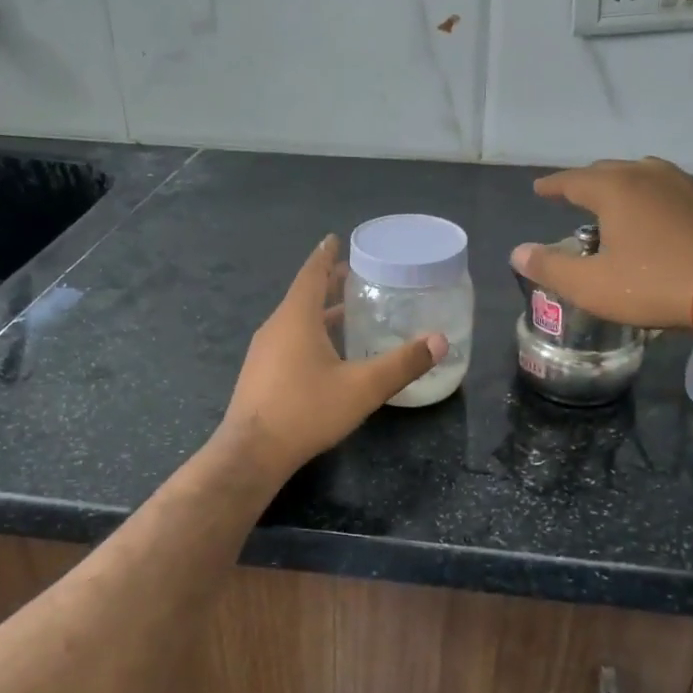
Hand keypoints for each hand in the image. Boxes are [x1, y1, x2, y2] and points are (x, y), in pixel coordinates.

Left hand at [222, 235, 447, 478]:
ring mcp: (264, 351)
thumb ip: (402, 363)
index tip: (335, 238)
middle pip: (304, 294)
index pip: (312, 274)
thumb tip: (440, 340)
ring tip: (347, 311)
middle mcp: (276, 327)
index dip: (326, 255)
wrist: (252, 453)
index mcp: (296, 318)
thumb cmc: (306, 410)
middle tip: (355, 275)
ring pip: (295, 319)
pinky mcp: (261, 373)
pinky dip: (310, 332)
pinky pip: (289, 340)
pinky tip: (327, 353)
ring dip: (320, 311)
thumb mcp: (362, 387)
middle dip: (328, 283)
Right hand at [510, 157, 692, 330]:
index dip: (552, 186)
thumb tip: (517, 252)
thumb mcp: (591, 285)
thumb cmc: (655, 283)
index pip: (572, 180)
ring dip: (620, 186)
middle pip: (606, 171)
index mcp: (614, 188)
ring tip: (611, 203)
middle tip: (571, 196)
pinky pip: (665, 189)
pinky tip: (652, 217)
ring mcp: (682, 183)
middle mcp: (646, 175)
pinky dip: (648, 197)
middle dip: (585, 183)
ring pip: (640, 175)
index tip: (539, 189)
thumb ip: (549, 267)